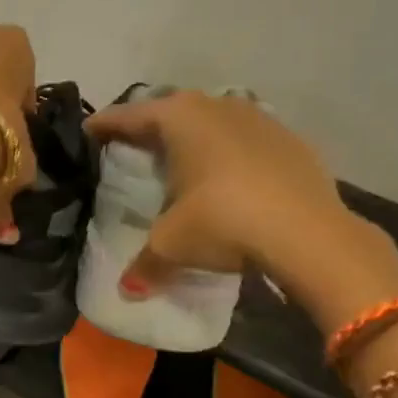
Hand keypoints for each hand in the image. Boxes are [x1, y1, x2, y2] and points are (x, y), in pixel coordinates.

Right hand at [86, 91, 397, 321]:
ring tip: (183, 160)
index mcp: (179, 118)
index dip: (105, 125)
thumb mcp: (173, 244)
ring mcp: (258, 118)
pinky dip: (231, 152)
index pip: (129, 116)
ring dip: (195, 136)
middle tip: (134, 146)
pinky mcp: (290, 139)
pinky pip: (247, 138)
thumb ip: (145, 263)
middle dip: (151, 127)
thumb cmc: (224, 222)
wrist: (309, 233)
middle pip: (171, 111)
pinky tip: (231, 177)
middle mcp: (216, 106)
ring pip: (213, 120)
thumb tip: (126, 291)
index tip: (88, 131)